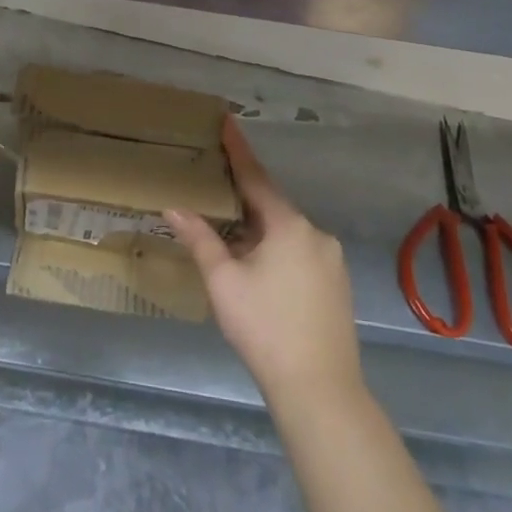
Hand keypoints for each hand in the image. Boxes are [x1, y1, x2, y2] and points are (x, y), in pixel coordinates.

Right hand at [167, 119, 361, 406]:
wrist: (320, 391)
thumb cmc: (265, 328)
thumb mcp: (224, 282)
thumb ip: (200, 239)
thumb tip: (173, 206)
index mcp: (288, 224)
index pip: (256, 177)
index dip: (238, 150)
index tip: (227, 120)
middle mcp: (315, 232)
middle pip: (272, 205)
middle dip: (245, 199)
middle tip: (217, 191)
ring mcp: (332, 259)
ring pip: (288, 231)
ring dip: (261, 230)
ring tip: (233, 241)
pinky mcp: (338, 284)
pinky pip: (302, 252)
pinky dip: (279, 250)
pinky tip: (262, 271)